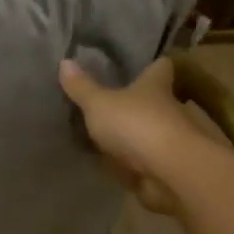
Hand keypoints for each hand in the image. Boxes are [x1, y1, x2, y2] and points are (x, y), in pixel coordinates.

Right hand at [59, 56, 200, 215]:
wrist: (169, 172)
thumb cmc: (136, 124)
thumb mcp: (99, 103)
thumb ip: (82, 87)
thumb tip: (64, 61)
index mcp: (156, 86)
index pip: (160, 67)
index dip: (152, 64)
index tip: (141, 63)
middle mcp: (168, 109)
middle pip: (157, 99)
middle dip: (140, 101)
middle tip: (113, 100)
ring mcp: (168, 140)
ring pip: (151, 130)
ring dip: (135, 133)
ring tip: (107, 133)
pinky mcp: (164, 167)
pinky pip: (144, 160)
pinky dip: (132, 161)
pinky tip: (112, 163)